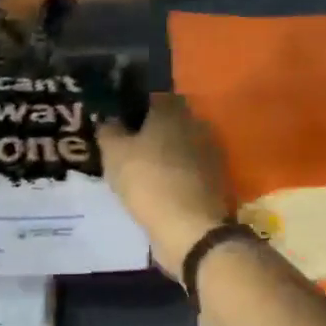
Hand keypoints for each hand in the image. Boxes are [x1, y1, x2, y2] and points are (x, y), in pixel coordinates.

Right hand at [97, 93, 232, 280]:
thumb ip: (109, 131)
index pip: (155, 97)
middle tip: (129, 149)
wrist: (191, 228)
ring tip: (143, 172)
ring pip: (181, 147)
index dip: (137, 109)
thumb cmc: (148, 182)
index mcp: (173, 111)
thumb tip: (110, 120)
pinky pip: (190, 171)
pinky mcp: (216, 181)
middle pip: (171, 122)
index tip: (121, 124)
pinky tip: (160, 190)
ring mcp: (211, 154)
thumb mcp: (114, 154)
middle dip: (153, 132)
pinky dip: (177, 177)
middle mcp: (196, 125)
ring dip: (166, 156)